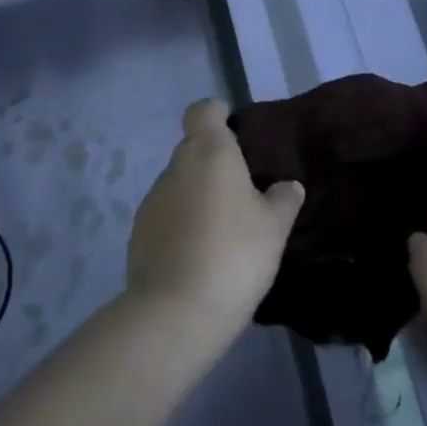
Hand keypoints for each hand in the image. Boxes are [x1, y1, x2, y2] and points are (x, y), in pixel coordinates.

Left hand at [127, 99, 304, 333]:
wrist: (174, 315)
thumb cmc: (233, 254)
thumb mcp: (274, 227)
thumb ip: (284, 199)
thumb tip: (288, 185)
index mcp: (209, 151)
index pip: (203, 111)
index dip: (218, 115)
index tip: (236, 133)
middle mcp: (176, 167)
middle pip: (194, 149)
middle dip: (216, 164)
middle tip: (244, 193)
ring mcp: (152, 201)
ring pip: (180, 185)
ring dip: (198, 197)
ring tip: (224, 231)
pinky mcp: (138, 236)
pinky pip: (167, 217)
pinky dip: (182, 226)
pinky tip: (201, 256)